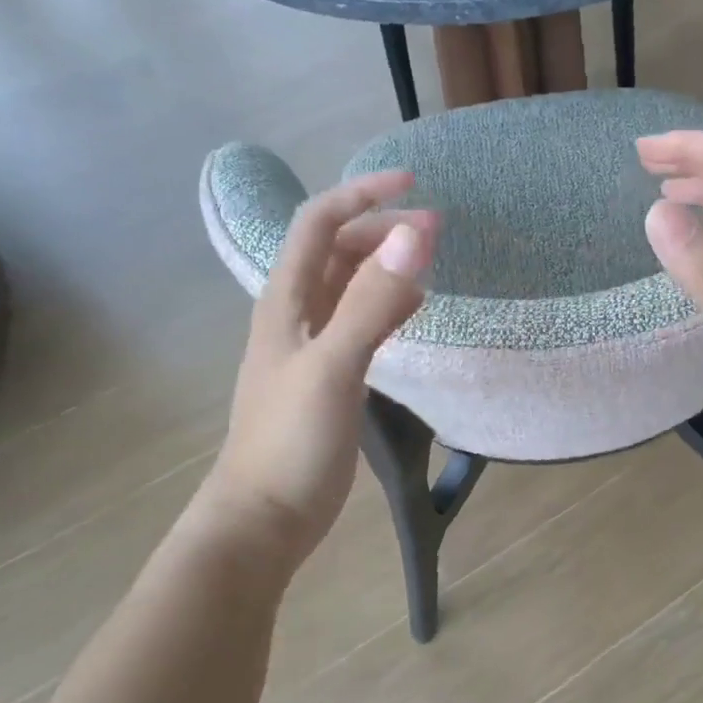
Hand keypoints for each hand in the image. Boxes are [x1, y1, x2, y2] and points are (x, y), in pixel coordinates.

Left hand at [198, 170, 436, 554]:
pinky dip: (389, 302)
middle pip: (336, 250)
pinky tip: (415, 307)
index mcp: (286, 300)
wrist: (265, 517)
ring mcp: (313, 345)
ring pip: (350, 284)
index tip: (413, 186)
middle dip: (383, 229)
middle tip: (437, 230)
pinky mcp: (331, 374)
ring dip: (387, 263)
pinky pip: (362, 320)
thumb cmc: (291, 439)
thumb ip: (372, 301)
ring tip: (431, 258)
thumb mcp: (334, 365)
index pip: (318, 224)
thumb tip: (413, 236)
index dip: (361, 195)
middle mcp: (297, 313)